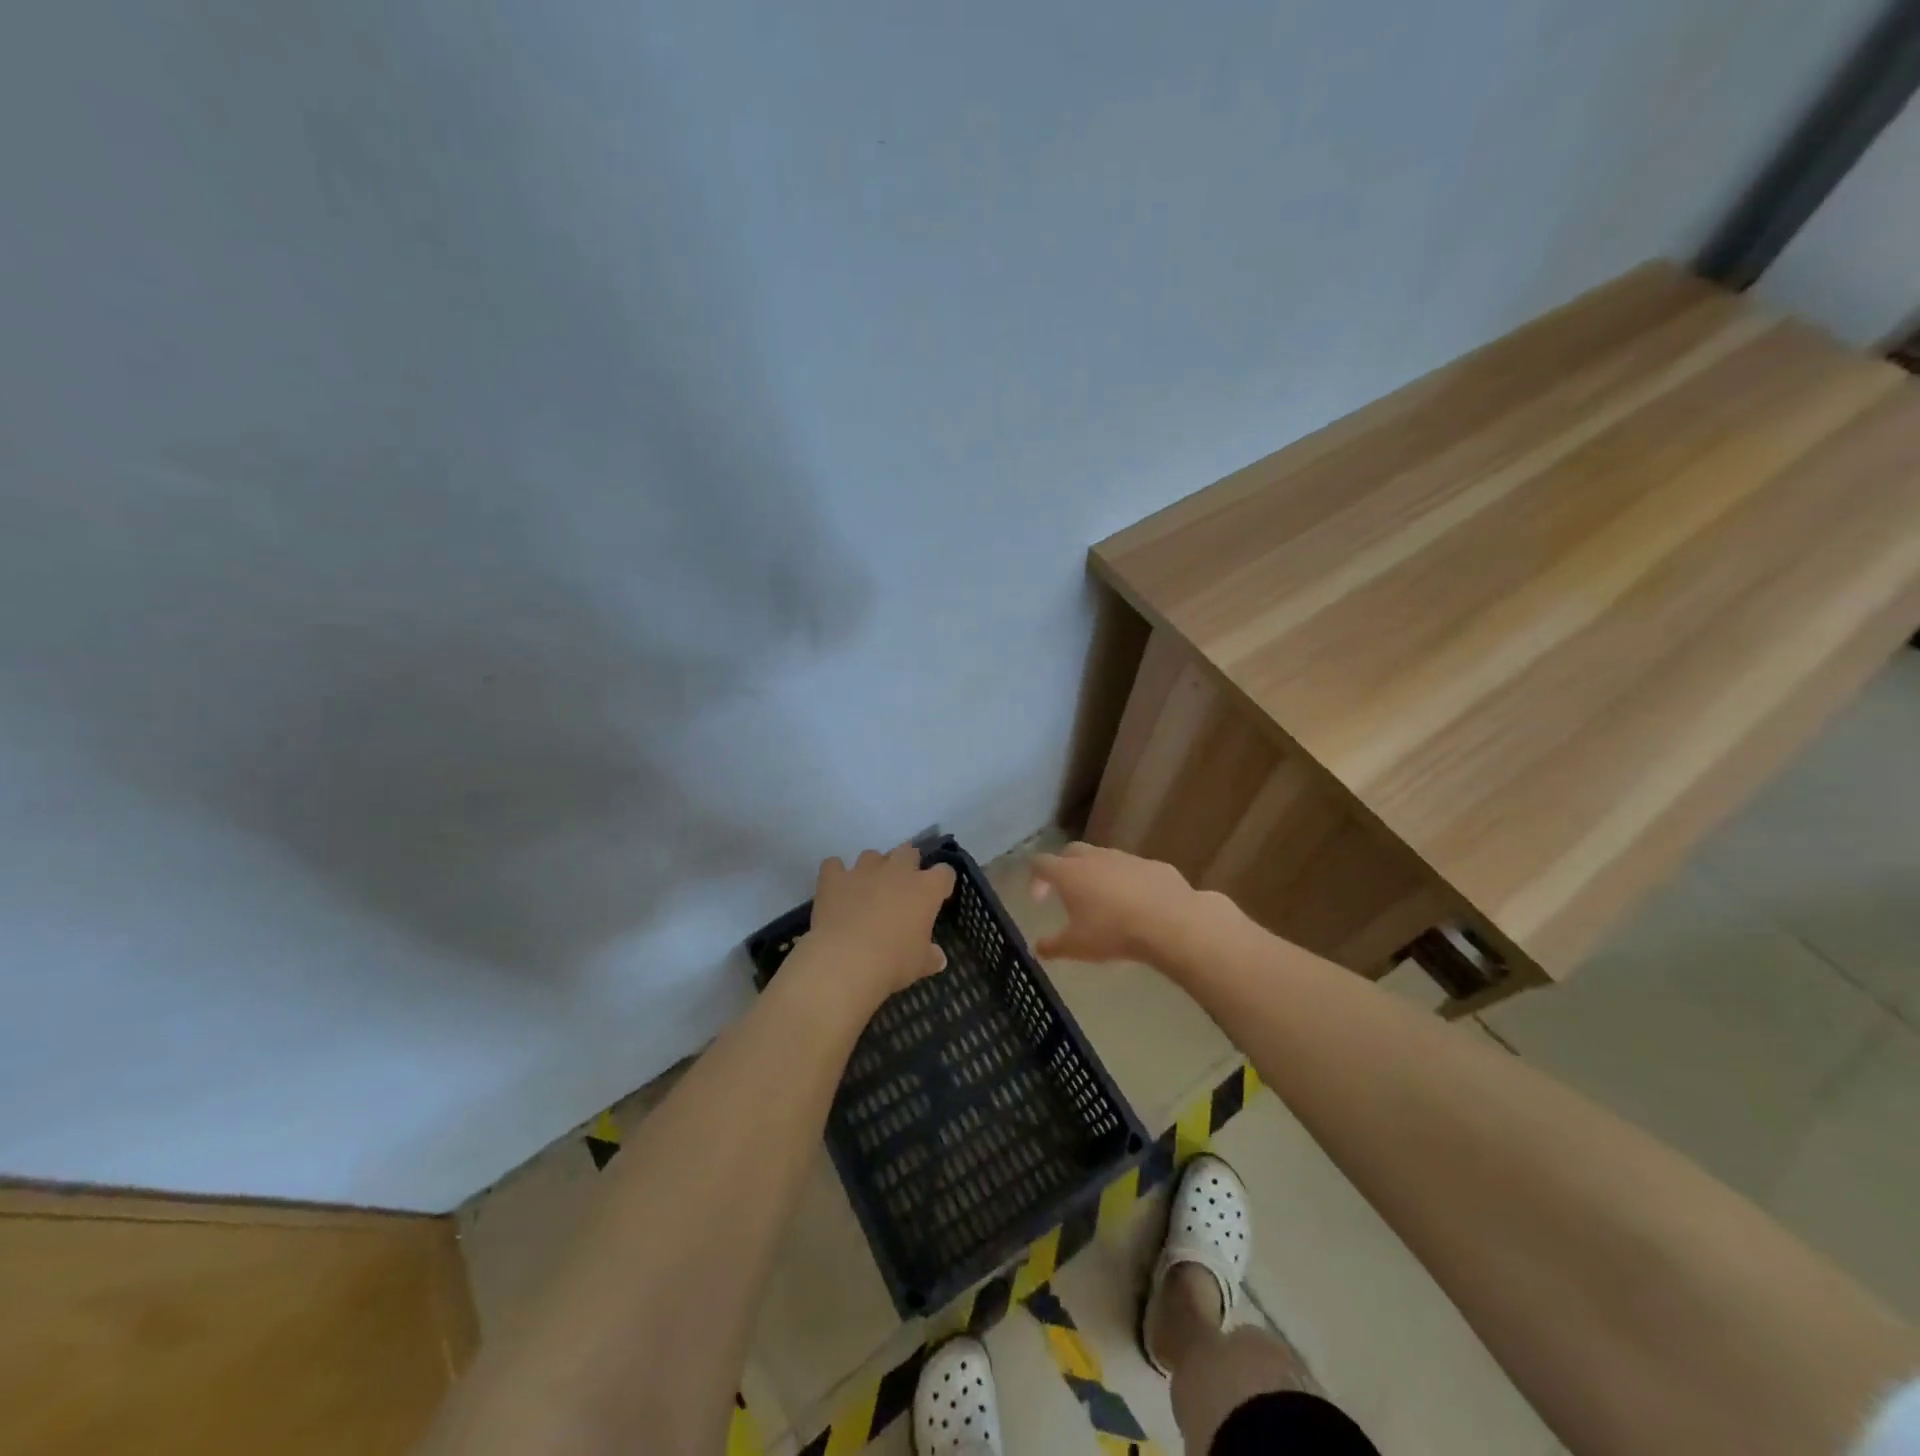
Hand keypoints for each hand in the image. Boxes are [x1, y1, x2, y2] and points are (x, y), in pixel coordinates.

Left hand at [807, 845, 955, 997]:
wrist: (846, 959)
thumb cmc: (893, 962)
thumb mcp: (920, 964)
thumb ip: (931, 956)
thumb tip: (938, 958)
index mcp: (926, 889)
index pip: (944, 873)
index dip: (942, 882)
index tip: (938, 895)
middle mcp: (897, 870)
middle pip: (908, 852)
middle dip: (908, 863)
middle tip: (903, 886)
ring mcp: (863, 870)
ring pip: (872, 855)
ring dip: (873, 867)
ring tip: (868, 887)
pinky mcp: (834, 877)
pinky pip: (834, 865)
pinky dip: (836, 873)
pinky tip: (836, 887)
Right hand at [1029, 842, 1197, 963]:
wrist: (1170, 922)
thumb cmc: (1113, 932)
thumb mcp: (1076, 947)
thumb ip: (1053, 946)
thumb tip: (1038, 949)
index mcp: (1070, 873)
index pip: (1041, 863)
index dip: (1035, 878)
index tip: (1038, 900)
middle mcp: (1095, 858)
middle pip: (1071, 852)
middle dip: (1064, 867)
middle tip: (1066, 892)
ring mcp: (1126, 858)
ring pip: (1104, 858)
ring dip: (1097, 874)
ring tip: (1103, 900)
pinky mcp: (1153, 865)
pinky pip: (1133, 870)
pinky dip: (1128, 882)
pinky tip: (1136, 904)